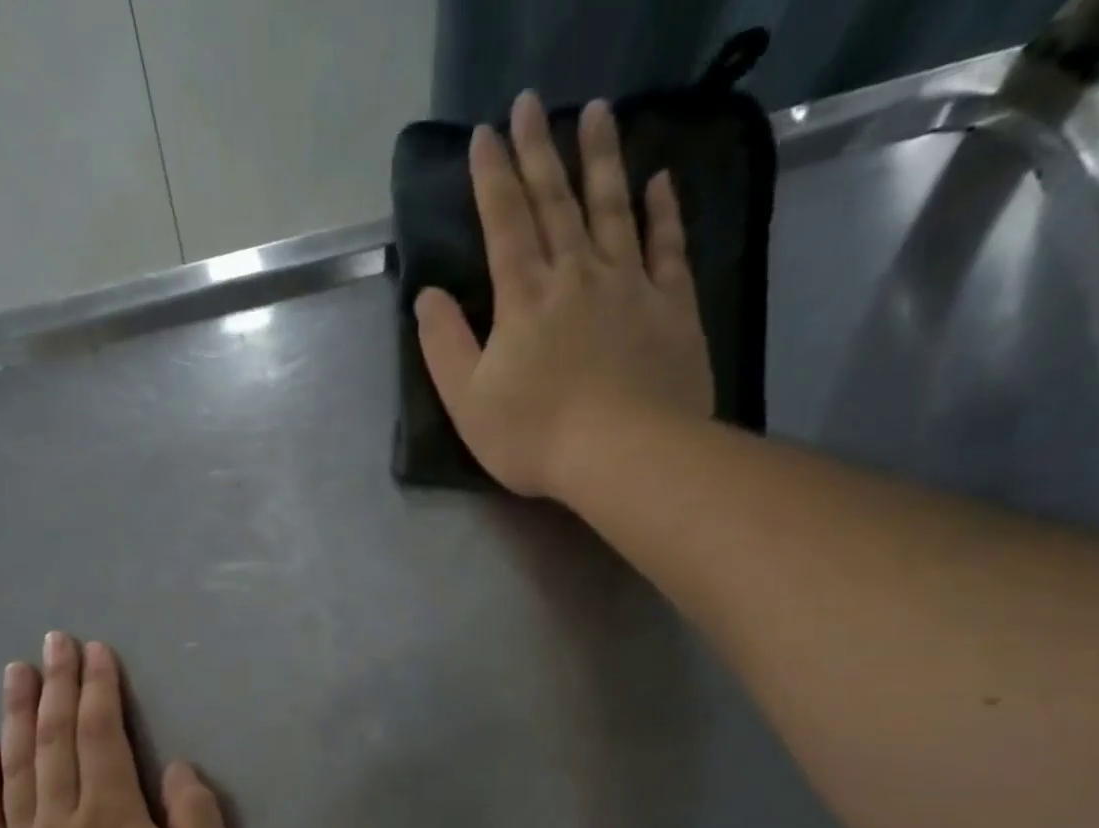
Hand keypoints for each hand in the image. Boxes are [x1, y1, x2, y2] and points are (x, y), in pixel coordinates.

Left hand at [0, 632, 230, 827]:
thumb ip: (196, 819)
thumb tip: (174, 767)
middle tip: (53, 642)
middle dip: (57, 687)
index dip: (99, 690)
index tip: (95, 651)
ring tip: (15, 673)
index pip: (102, 738)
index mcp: (112, 820)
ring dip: (16, 717)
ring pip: (16, 771)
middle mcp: (60, 824)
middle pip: (55, 742)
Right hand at [415, 92, 714, 500]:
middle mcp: (576, 276)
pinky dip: (663, 212)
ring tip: (597, 111)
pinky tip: (659, 182)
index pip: (504, 224)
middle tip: (532, 102)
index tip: (485, 134)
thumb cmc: (535, 436)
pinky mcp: (671, 306)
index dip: (492, 178)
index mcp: (524, 298)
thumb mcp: (468, 402)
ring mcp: (629, 286)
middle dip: (540, 151)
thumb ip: (444, 346)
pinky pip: (668, 247)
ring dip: (602, 159)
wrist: (623, 454)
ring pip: (613, 209)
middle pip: (555, 203)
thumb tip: (427, 297)